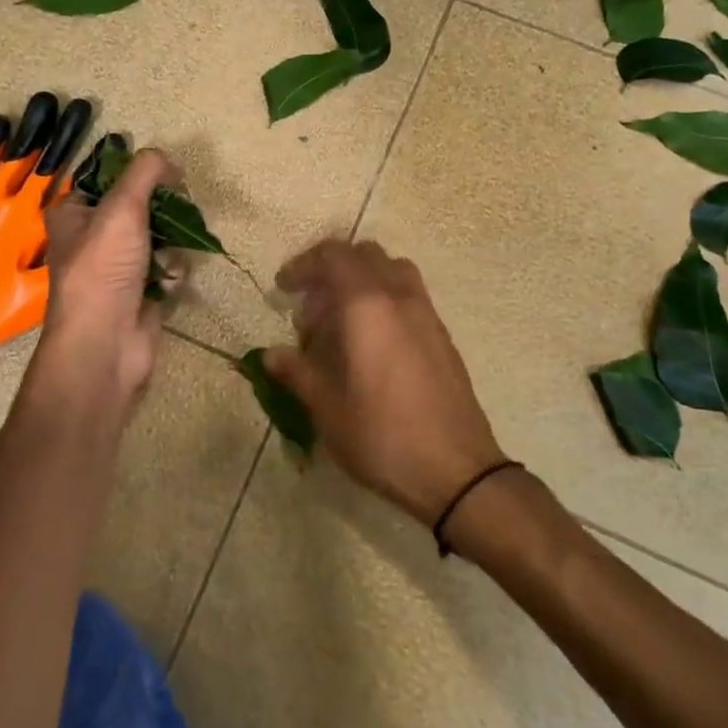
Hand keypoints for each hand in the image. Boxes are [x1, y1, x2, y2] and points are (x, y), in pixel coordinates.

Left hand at [23, 148, 179, 426]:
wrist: (105, 343)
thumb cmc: (103, 269)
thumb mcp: (122, 207)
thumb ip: (145, 172)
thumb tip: (167, 159)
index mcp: (73, 213)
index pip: (109, 178)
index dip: (139, 175)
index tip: (167, 177)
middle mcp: (91, 237)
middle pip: (140, 207)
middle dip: (164, 212)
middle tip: (180, 211)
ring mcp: (116, 267)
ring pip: (158, 237)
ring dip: (172, 244)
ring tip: (171, 256)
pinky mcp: (139, 291)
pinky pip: (165, 267)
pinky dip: (171, 271)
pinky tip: (169, 282)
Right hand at [263, 239, 506, 525]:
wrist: (456, 472)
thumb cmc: (382, 436)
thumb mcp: (327, 408)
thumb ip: (297, 372)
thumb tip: (270, 355)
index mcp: (368, 306)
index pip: (334, 256)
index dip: (304, 265)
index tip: (283, 289)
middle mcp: (400, 298)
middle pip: (364, 255)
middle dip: (331, 271)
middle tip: (311, 311)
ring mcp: (427, 315)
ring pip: (392, 272)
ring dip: (361, 283)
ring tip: (341, 323)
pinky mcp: (443, 337)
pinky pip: (409, 297)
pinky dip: (383, 302)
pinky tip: (370, 346)